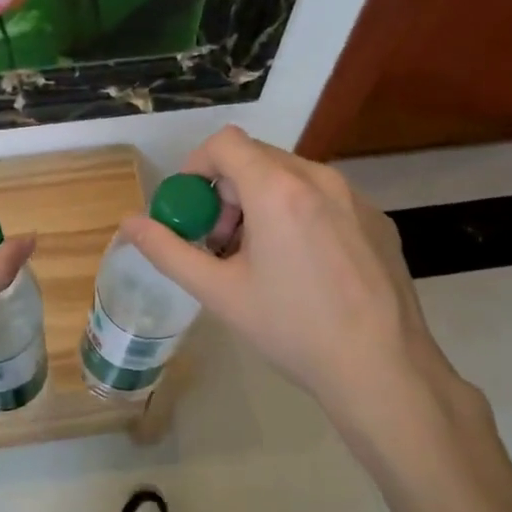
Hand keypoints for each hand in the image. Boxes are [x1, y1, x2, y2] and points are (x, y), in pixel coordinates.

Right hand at [118, 127, 475, 442]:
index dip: (196, 167)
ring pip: (291, 177)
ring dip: (261, 202)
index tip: (190, 210)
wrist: (382, 368)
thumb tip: (128, 224)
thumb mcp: (219, 292)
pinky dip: (298, 214)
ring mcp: (355, 197)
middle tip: (220, 243)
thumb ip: (168, 251)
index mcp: (278, 189)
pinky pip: (324, 198)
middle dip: (226, 191)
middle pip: (257, 159)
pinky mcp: (377, 219)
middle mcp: (319, 178)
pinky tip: (303, 268)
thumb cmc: (292, 328)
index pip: (225, 143)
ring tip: (259, 258)